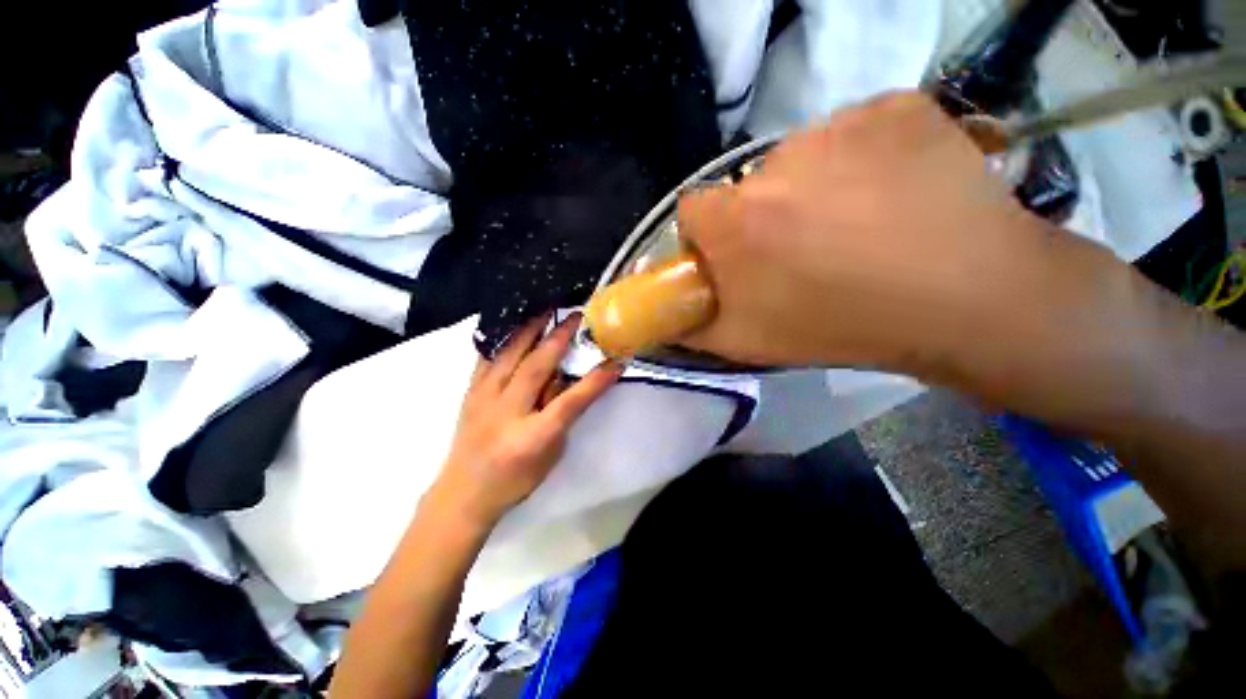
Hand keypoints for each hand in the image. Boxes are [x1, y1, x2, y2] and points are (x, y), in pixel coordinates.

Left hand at [427, 313, 622, 528]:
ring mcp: (483, 399)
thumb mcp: (550, 455)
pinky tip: (512, 325)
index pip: (570, 401)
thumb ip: (560, 416)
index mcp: (532, 436)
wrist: (462, 494)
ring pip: (509, 355)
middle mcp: (506, 412)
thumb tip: (565, 381)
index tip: (615, 361)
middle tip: (575, 316)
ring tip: (545, 310)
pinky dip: (502, 338)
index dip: (595, 381)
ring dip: (530, 329)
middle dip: (559, 338)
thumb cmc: (514, 480)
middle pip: (536, 367)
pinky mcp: (469, 393)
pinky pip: (486, 358)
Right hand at [679, 91, 1061, 371]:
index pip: (693, 210)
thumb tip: (666, 316)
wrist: (965, 301)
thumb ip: (692, 328)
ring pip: (805, 156)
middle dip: (763, 217)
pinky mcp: (897, 107)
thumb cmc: (838, 328)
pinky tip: (895, 193)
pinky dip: (867, 157)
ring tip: (858, 225)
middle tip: (805, 251)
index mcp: (734, 220)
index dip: (709, 235)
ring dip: (816, 186)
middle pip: (750, 186)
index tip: (736, 257)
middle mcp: (774, 162)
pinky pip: (860, 131)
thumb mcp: (746, 344)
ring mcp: (841, 125)